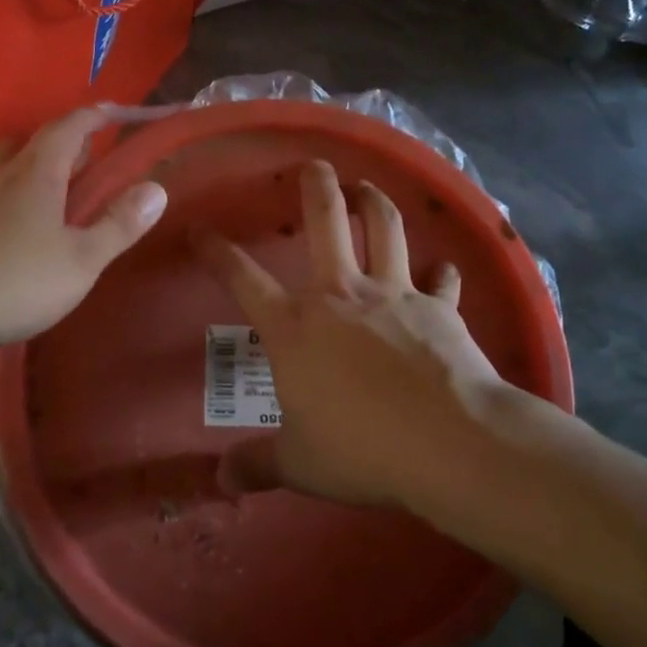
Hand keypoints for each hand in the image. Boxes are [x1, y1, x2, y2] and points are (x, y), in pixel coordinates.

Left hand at [0, 109, 165, 359]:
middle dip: (58, 143)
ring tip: (42, 197)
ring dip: (23, 169)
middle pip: (28, 141)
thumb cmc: (11, 282)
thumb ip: (119, 225)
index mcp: (36, 174)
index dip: (95, 116)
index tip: (115, 111)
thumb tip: (157, 188)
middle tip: (81, 162)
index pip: (69, 127)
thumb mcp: (80, 262)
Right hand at [194, 161, 551, 510]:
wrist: (446, 441)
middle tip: (313, 164)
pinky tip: (444, 268)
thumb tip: (220, 481)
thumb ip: (256, 466)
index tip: (200, 229)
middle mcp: (340, 295)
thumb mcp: (299, 464)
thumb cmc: (360, 448)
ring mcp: (393, 294)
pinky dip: (442, 274)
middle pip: (325, 221)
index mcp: (294, 326)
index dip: (216, 251)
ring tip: (367, 188)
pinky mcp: (438, 307)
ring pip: (383, 228)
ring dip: (374, 202)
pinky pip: (441, 281)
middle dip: (316, 186)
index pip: (242, 278)